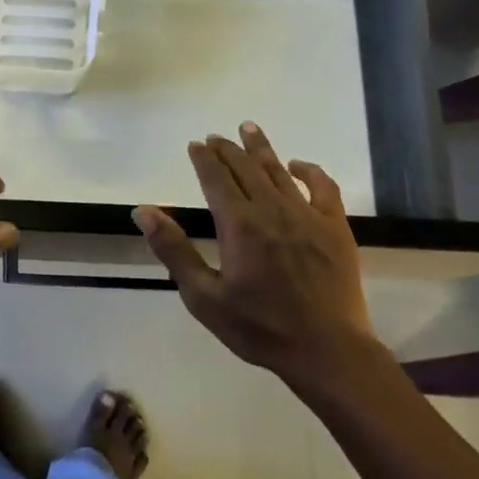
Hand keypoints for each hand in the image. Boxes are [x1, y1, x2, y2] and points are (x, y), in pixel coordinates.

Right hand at [134, 123, 377, 386]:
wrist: (326, 350)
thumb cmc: (260, 328)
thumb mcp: (204, 297)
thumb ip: (174, 250)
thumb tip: (143, 212)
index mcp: (239, 224)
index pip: (216, 178)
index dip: (204, 159)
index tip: (195, 144)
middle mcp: (271, 209)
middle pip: (246, 168)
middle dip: (228, 149)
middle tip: (216, 137)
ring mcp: (307, 215)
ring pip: (279, 170)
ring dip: (261, 148)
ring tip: (249, 128)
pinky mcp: (335, 227)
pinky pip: (323, 187)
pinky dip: (309, 170)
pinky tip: (298, 165)